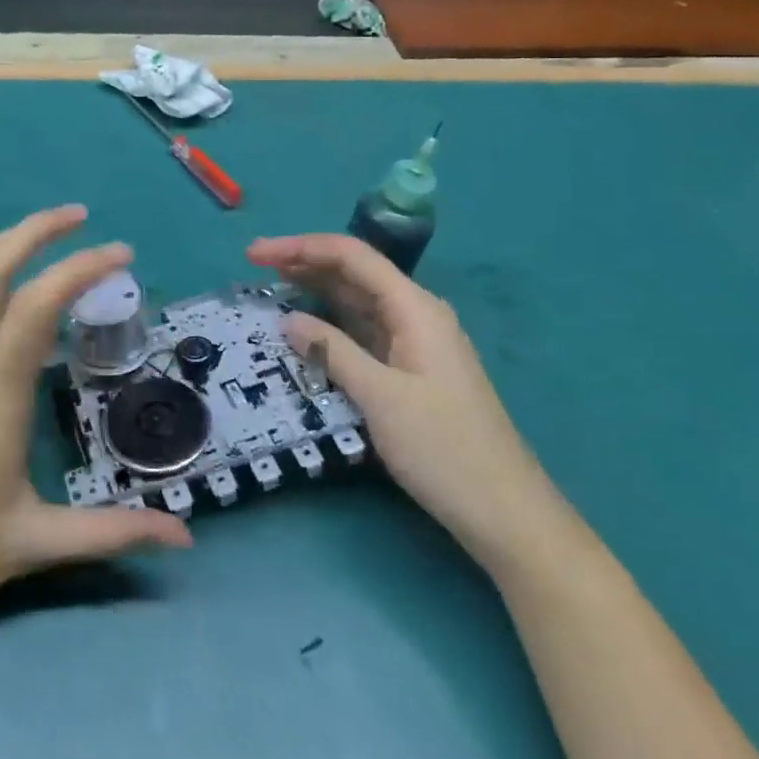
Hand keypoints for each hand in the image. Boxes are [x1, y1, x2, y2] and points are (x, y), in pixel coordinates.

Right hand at [246, 233, 565, 569]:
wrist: (505, 512)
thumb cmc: (444, 449)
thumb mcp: (380, 397)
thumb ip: (332, 351)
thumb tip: (288, 319)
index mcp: (414, 308)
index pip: (352, 256)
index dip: (301, 247)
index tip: (255, 253)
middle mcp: (416, 314)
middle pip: (354, 272)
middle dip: (304, 263)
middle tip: (254, 267)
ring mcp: (415, 342)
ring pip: (357, 301)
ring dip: (316, 291)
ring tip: (271, 289)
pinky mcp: (410, 369)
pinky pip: (364, 331)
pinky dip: (331, 324)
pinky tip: (306, 329)